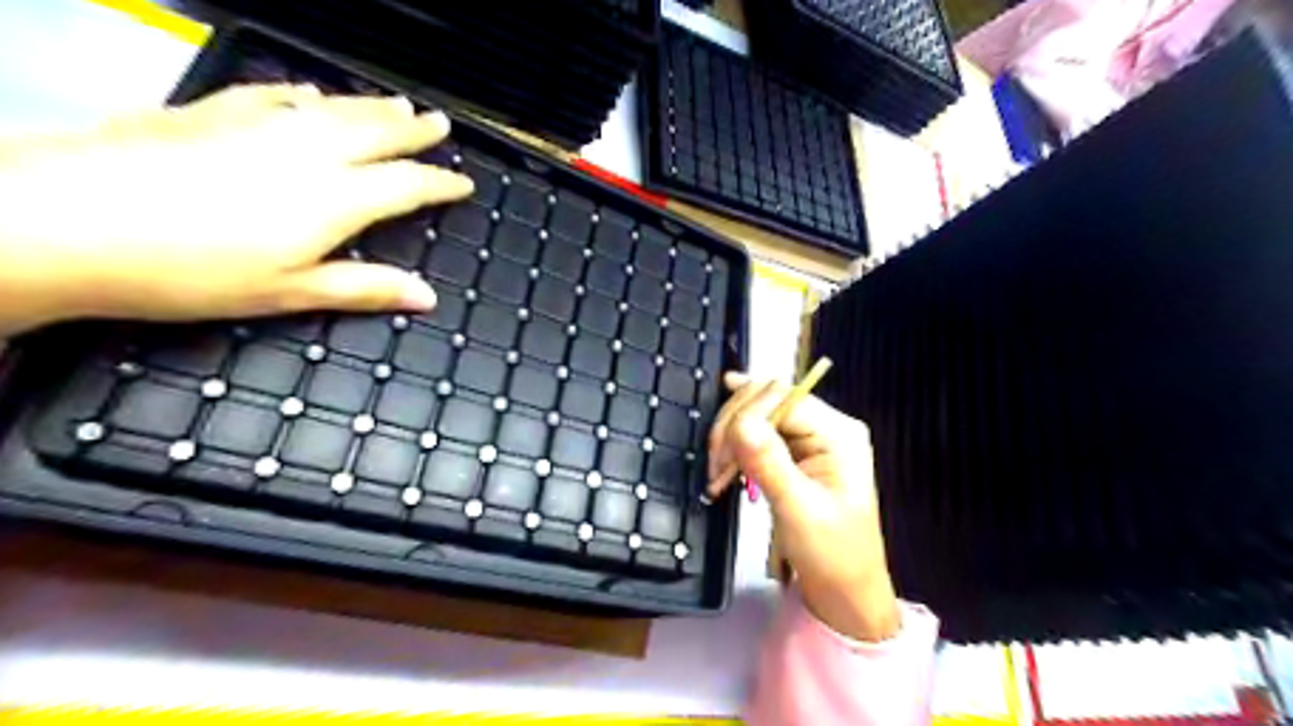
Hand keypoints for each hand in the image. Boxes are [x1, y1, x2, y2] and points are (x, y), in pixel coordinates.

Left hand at [0, 82, 472, 335]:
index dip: (441, 183)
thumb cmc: (193, 271)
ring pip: (333, 108)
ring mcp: (258, 124)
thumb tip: (428, 297)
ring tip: (399, 103)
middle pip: (376, 133)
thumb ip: (364, 288)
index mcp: (334, 199)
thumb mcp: (289, 293)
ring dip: (371, 106)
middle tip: (440, 123)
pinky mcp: (212, 111)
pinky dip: (302, 94)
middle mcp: (308, 152)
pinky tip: (309, 92)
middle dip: (415, 130)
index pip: (407, 184)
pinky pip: (273, 95)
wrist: (66, 220)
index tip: (464, 183)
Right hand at [707, 376, 901, 640]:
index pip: (782, 398)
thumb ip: (769, 463)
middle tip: (715, 468)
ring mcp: (810, 439)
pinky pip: (757, 434)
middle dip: (734, 426)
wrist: (845, 593)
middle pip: (767, 399)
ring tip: (718, 474)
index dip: (745, 416)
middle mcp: (826, 426)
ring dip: (730, 438)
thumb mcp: (799, 511)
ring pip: (757, 414)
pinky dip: (736, 448)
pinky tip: (725, 467)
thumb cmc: (832, 555)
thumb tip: (740, 421)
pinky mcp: (794, 453)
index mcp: (838, 433)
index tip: (719, 455)